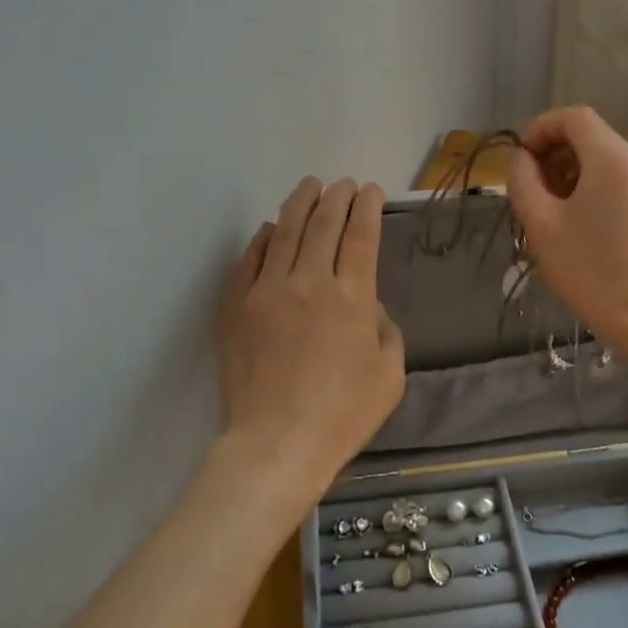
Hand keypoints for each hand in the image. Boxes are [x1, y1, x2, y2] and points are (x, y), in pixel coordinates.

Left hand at [216, 177, 405, 511]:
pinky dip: (263, 239)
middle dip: (336, 197)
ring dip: (300, 204)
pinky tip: (270, 229)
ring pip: (285, 232)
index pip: (361, 236)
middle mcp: (309, 282)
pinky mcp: (238, 306)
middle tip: (342, 183)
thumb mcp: (389, 375)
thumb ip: (385, 330)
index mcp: (351, 297)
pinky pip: (250, 260)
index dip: (367, 208)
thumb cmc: (342, 415)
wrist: (276, 444)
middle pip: (323, 224)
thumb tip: (366, 305)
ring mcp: (268, 291)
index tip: (370, 191)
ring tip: (309, 186)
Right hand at [505, 107, 627, 374]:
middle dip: (556, 156)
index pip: (574, 116)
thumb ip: (523, 181)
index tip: (521, 159)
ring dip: (576, 177)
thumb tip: (523, 159)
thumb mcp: (541, 225)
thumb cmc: (591, 271)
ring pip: (610, 165)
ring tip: (557, 216)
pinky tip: (589, 233)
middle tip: (534, 192)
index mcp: (612, 159)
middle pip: (593, 139)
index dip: (541, 128)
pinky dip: (600, 194)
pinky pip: (627, 187)